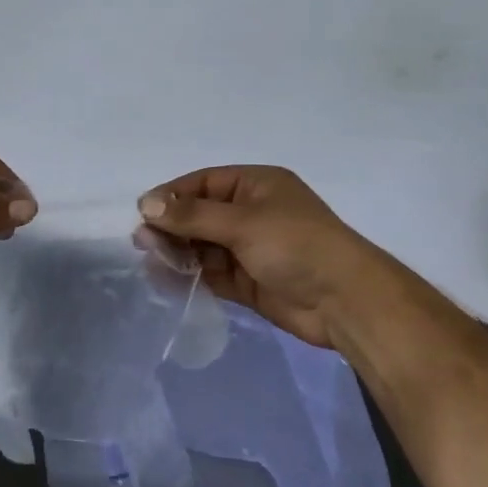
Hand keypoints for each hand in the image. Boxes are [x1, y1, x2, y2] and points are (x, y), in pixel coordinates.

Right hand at [137, 167, 370, 348]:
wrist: (345, 301)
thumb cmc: (296, 246)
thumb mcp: (243, 222)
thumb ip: (192, 215)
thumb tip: (146, 203)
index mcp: (256, 186)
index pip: (202, 184)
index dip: (171, 196)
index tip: (142, 214)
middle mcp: (251, 213)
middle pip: (199, 215)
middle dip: (171, 228)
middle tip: (143, 244)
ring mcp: (250, 249)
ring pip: (202, 246)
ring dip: (178, 253)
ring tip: (152, 263)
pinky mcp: (248, 281)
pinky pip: (211, 273)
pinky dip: (191, 276)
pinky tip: (168, 280)